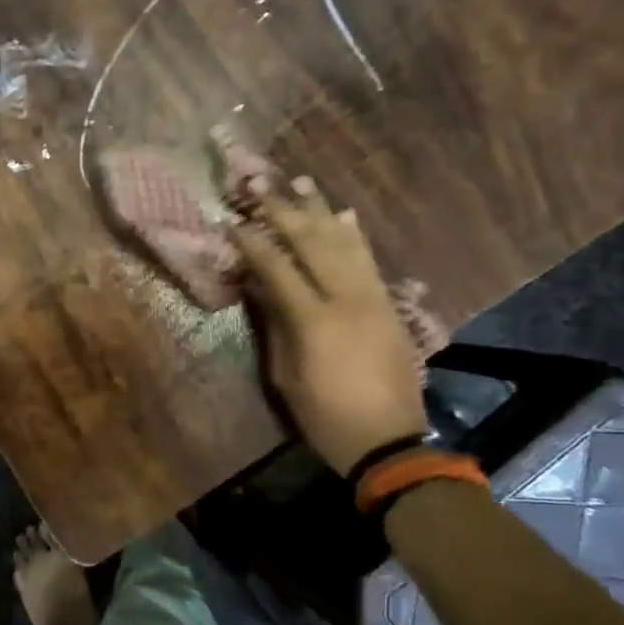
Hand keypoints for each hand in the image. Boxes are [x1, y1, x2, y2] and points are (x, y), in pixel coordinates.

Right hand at [231, 177, 428, 475]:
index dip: (253, 242)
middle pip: (311, 243)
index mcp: (313, 320)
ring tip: (302, 182)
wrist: (390, 442)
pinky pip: (369, 260)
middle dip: (283, 210)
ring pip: (344, 243)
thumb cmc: (324, 415)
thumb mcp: (285, 374)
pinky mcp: (389, 305)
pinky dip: (355, 235)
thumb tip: (258, 286)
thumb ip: (273, 324)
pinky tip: (344, 214)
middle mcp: (346, 299)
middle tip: (261, 183)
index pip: (277, 268)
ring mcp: (372, 298)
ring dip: (320, 210)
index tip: (233, 220)